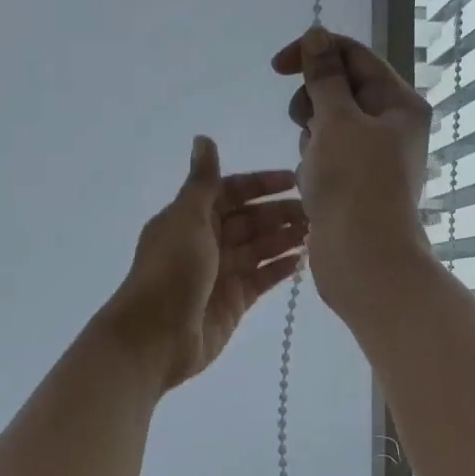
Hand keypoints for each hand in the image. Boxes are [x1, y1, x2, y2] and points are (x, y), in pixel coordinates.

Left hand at [100, 138, 306, 390]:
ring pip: (259, 248)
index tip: (295, 180)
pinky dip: (281, 268)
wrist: (156, 336)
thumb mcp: (186, 218)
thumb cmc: (171, 271)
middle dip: (280, 213)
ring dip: (285, 238)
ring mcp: (221, 273)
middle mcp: (206, 242)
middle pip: (249, 220)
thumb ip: (202, 181)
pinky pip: (262, 278)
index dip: (261, 184)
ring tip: (318, 231)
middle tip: (317, 210)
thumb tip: (203, 138)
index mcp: (190, 217)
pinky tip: (305, 260)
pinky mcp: (234, 301)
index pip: (231, 191)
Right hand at [272, 26, 433, 315]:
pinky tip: (313, 185)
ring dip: (311, 137)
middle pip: (341, 89)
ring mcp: (374, 156)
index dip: (315, 52)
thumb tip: (317, 34)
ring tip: (314, 165)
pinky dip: (314, 164)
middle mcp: (392, 125)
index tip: (277, 67)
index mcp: (399, 103)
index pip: (355, 56)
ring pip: (329, 124)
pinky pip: (326, 156)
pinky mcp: (356, 182)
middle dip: (313, 102)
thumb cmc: (354, 183)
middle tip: (305, 124)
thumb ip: (324, 75)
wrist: (363, 258)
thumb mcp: (336, 120)